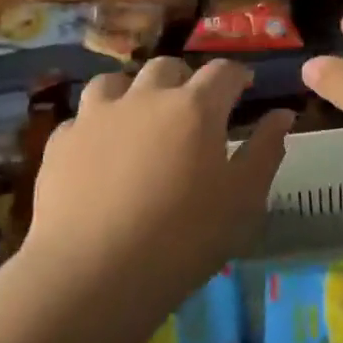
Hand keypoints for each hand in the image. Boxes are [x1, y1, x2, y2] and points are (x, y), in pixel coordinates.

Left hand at [28, 59, 293, 275]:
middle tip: (193, 108)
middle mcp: (146, 97)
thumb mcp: (244, 199)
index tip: (244, 88)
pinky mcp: (60, 143)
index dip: (237, 75)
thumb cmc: (185, 237)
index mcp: (196, 107)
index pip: (223, 71)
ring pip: (116, 82)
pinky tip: (100, 153)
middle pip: (168, 68)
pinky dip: (97, 126)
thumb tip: (282, 114)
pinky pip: (82, 119)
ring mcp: (97, 117)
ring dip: (134, 92)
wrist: (93, 274)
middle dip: (185, 80)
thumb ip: (266, 150)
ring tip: (141, 119)